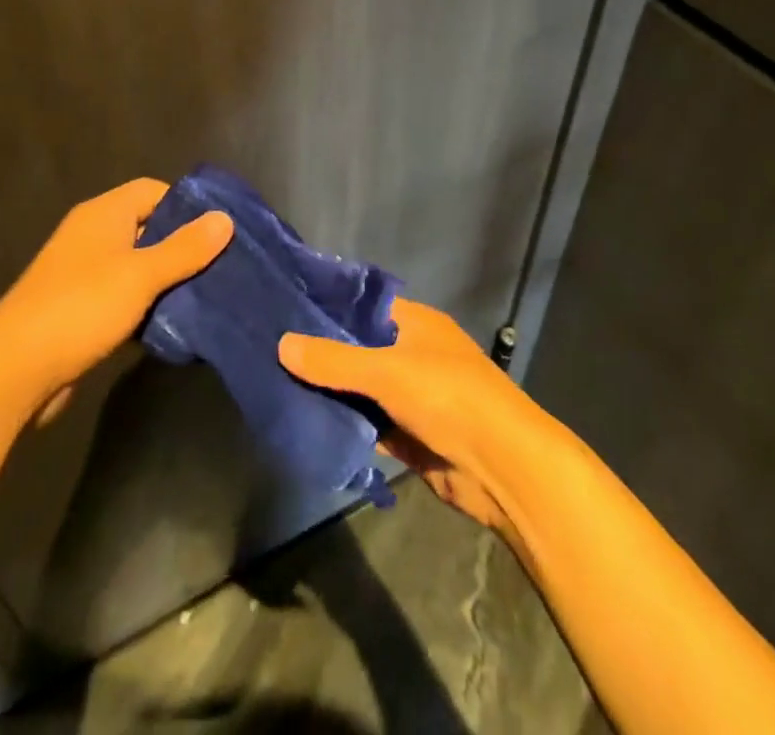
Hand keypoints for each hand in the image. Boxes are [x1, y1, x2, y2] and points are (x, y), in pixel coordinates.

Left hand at [0, 179, 231, 412]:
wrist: (12, 371)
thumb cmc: (81, 308)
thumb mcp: (141, 275)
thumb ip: (185, 248)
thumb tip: (225, 218)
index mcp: (104, 214)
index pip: (154, 190)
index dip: (187, 205)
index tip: (219, 230)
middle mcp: (92, 234)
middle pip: (148, 227)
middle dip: (183, 245)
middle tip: (221, 265)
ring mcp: (82, 272)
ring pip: (137, 265)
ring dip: (166, 279)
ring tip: (206, 295)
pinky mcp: (78, 308)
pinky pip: (122, 295)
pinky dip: (145, 305)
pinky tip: (171, 325)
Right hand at [278, 298, 537, 539]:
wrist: (503, 468)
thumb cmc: (448, 397)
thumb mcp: (386, 372)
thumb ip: (334, 361)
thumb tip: (282, 343)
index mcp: (415, 323)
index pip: (363, 306)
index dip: (329, 308)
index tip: (286, 311)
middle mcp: (413, 353)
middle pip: (359, 349)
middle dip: (323, 354)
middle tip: (271, 352)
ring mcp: (413, 396)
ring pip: (362, 389)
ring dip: (332, 393)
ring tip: (279, 385)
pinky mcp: (411, 436)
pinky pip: (370, 425)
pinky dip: (347, 426)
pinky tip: (309, 425)